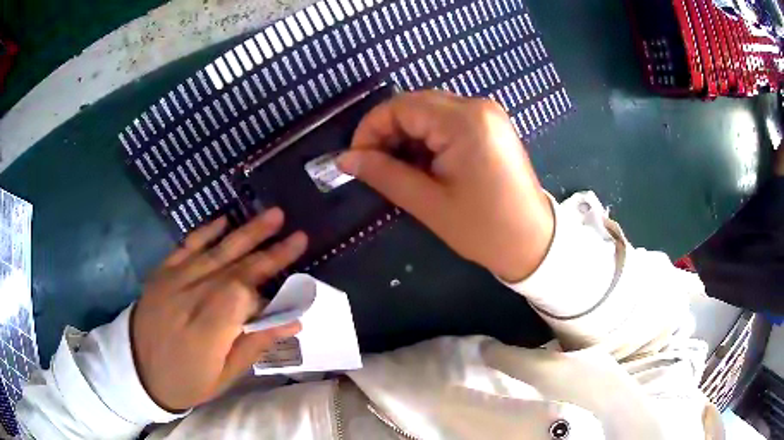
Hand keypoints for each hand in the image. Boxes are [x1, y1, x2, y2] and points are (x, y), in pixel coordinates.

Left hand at [131, 209, 306, 411]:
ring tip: (274, 215)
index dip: (270, 290)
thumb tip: (293, 323)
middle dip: (270, 252)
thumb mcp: (224, 376)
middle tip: (299, 235)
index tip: (291, 289)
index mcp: (206, 331)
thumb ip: (254, 345)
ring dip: (247, 232)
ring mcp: (174, 280)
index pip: (243, 296)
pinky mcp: (162, 272)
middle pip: (236, 269)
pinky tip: (226, 219)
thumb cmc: (186, 380)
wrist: (137, 369)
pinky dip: (207, 231)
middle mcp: (191, 298)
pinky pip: (187, 246)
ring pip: (216, 251)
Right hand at [338, 91, 553, 281]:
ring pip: (430, 111)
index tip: (356, 158)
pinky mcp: (492, 125)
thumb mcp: (428, 203)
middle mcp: (477, 105)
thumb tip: (345, 158)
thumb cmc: (483, 228)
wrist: (533, 242)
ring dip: (407, 136)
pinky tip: (424, 164)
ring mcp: (488, 113)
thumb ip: (383, 174)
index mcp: (464, 121)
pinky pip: (449, 120)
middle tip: (375, 166)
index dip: (370, 128)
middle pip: (415, 104)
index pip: (400, 106)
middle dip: (388, 132)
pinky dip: (428, 138)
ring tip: (399, 169)